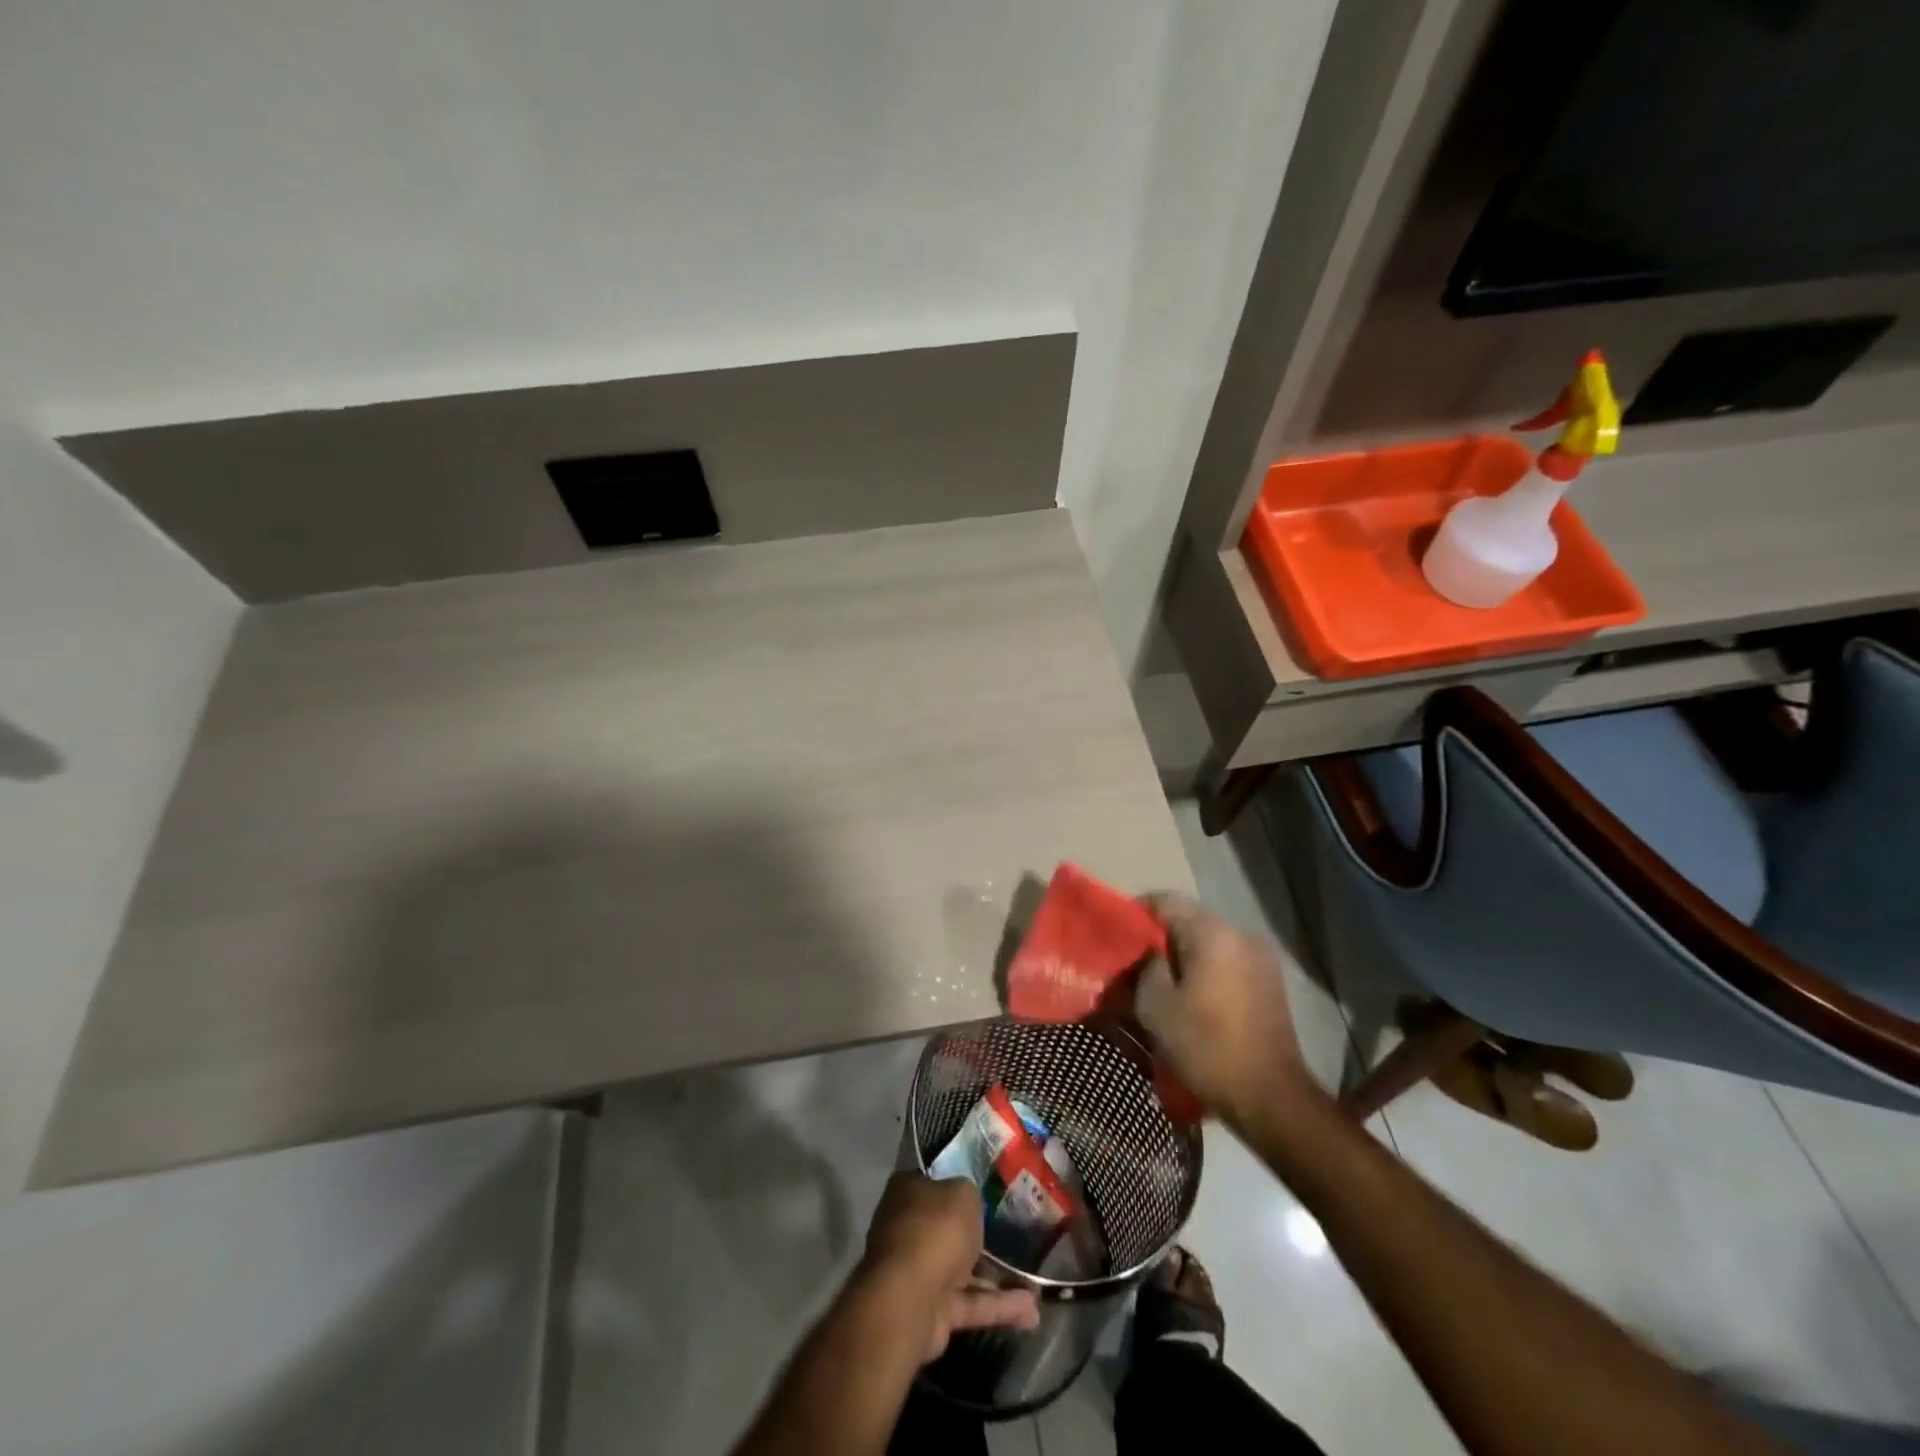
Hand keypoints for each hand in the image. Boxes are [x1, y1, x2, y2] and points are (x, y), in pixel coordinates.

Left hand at [859, 1172, 1040, 1361]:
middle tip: (1015, 1235)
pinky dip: (1000, 1306)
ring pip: (965, 1270)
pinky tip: (1032, 1313)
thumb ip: (969, 1194)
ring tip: (1037, 1285)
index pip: (935, 1182)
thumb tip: (968, 1201)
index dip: (958, 1184)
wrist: (910, 1299)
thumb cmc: (935, 1230)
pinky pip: (972, 1303)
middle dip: (980, 1236)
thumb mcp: (963, 1193)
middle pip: (950, 1228)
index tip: (988, 1189)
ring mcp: (920, 1272)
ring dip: (998, 1278)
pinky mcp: (935, 1310)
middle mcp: (910, 1228)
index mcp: (909, 1192)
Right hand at [1135, 892, 1322, 1127]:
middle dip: (1159, 937)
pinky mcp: (1269, 980)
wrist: (1270, 1097)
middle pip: (1188, 919)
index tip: (1117, 938)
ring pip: (1208, 941)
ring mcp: (1260, 956)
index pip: (1165, 900)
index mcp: (1212, 933)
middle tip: (1134, 963)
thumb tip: (1146, 953)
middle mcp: (1240, 933)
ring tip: (1160, 983)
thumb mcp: (1156, 1007)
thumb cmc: (1207, 1047)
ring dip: (1182, 955)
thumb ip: (1144, 967)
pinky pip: (1226, 960)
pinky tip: (1191, 997)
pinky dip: (1204, 969)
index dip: (1136, 913)